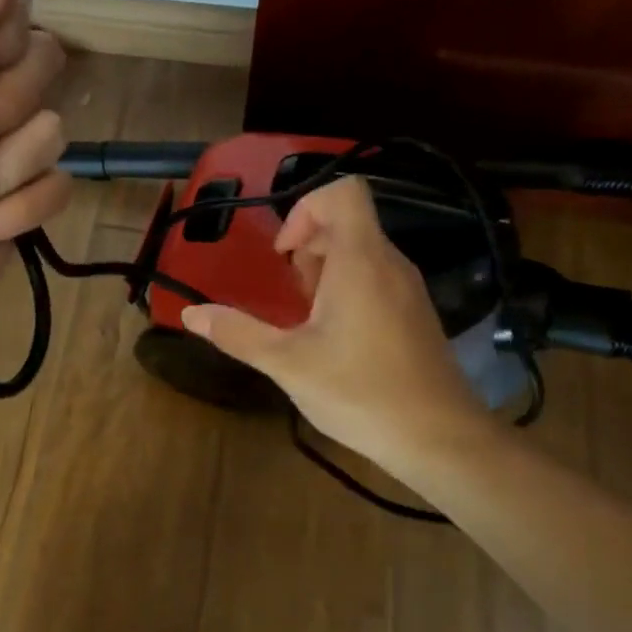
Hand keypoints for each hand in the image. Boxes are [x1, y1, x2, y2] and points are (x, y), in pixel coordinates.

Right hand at [180, 177, 486, 473]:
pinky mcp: (415, 314)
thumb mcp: (287, 363)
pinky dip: (348, 291)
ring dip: (326, 272)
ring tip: (308, 319)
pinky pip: (376, 278)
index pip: (342, 192)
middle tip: (292, 295)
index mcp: (361, 260)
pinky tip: (335, 339)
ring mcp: (408, 288)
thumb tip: (191, 313)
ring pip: (362, 252)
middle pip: (348, 222)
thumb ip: (237, 333)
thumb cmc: (360, 392)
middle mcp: (390, 263)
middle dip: (308, 248)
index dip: (304, 209)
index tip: (285, 255)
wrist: (440, 439)